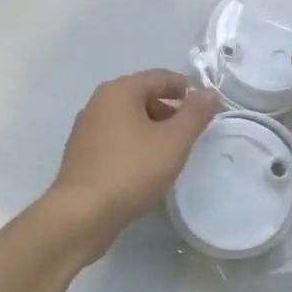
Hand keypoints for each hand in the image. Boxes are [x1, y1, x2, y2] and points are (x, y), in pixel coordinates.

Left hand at [50, 69, 219, 245]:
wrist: (82, 214)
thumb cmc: (132, 170)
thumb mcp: (174, 141)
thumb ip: (195, 114)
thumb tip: (210, 92)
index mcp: (119, 91)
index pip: (161, 77)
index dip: (188, 90)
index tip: (208, 110)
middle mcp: (98, 102)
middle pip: (143, 95)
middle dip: (171, 110)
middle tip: (192, 133)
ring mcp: (86, 128)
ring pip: (129, 118)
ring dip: (153, 129)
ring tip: (172, 153)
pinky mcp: (81, 153)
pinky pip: (116, 138)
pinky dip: (135, 144)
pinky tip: (146, 168)